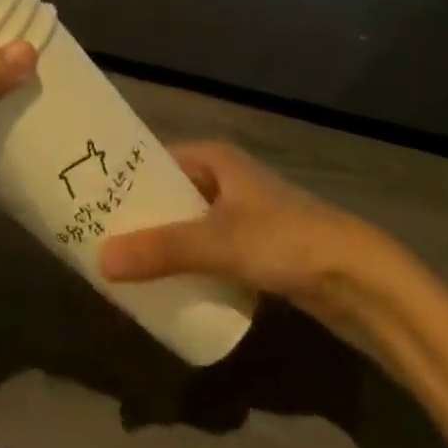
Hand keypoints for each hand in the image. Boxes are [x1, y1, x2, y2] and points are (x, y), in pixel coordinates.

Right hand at [97, 142, 372, 309]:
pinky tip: (170, 288)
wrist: (354, 276)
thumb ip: (161, 251)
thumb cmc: (282, 239)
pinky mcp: (257, 248)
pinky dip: (190, 265)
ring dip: (165, 245)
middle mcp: (226, 178)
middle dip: (143, 218)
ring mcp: (243, 214)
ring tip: (126, 267)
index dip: (128, 180)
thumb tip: (101, 260)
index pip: (158, 160)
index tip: (93, 202)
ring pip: (191, 226)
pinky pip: (210, 252)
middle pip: (173, 194)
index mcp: (216, 158)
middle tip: (102, 241)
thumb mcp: (217, 242)